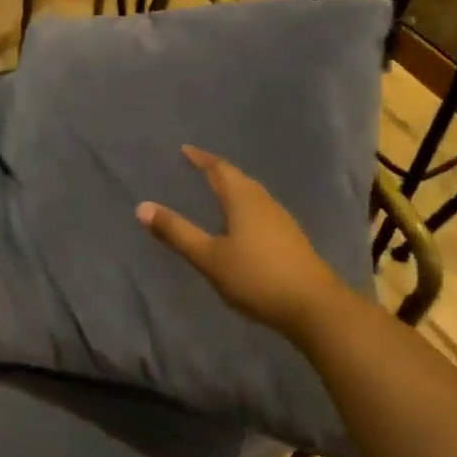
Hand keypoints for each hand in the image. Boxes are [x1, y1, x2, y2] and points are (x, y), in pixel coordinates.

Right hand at [137, 145, 347, 344]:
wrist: (314, 307)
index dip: (201, 159)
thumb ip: (177, 232)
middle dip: (218, 171)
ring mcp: (282, 220)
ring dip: (234, 189)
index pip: (219, 169)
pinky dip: (245, 207)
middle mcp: (264, 202)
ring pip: (253, 194)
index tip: (185, 150)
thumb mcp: (209, 256)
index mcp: (243, 199)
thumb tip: (142, 206)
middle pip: (238, 179)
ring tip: (217, 193)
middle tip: (198, 168)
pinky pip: (262, 211)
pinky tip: (242, 223)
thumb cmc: (256, 277)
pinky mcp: (292, 239)